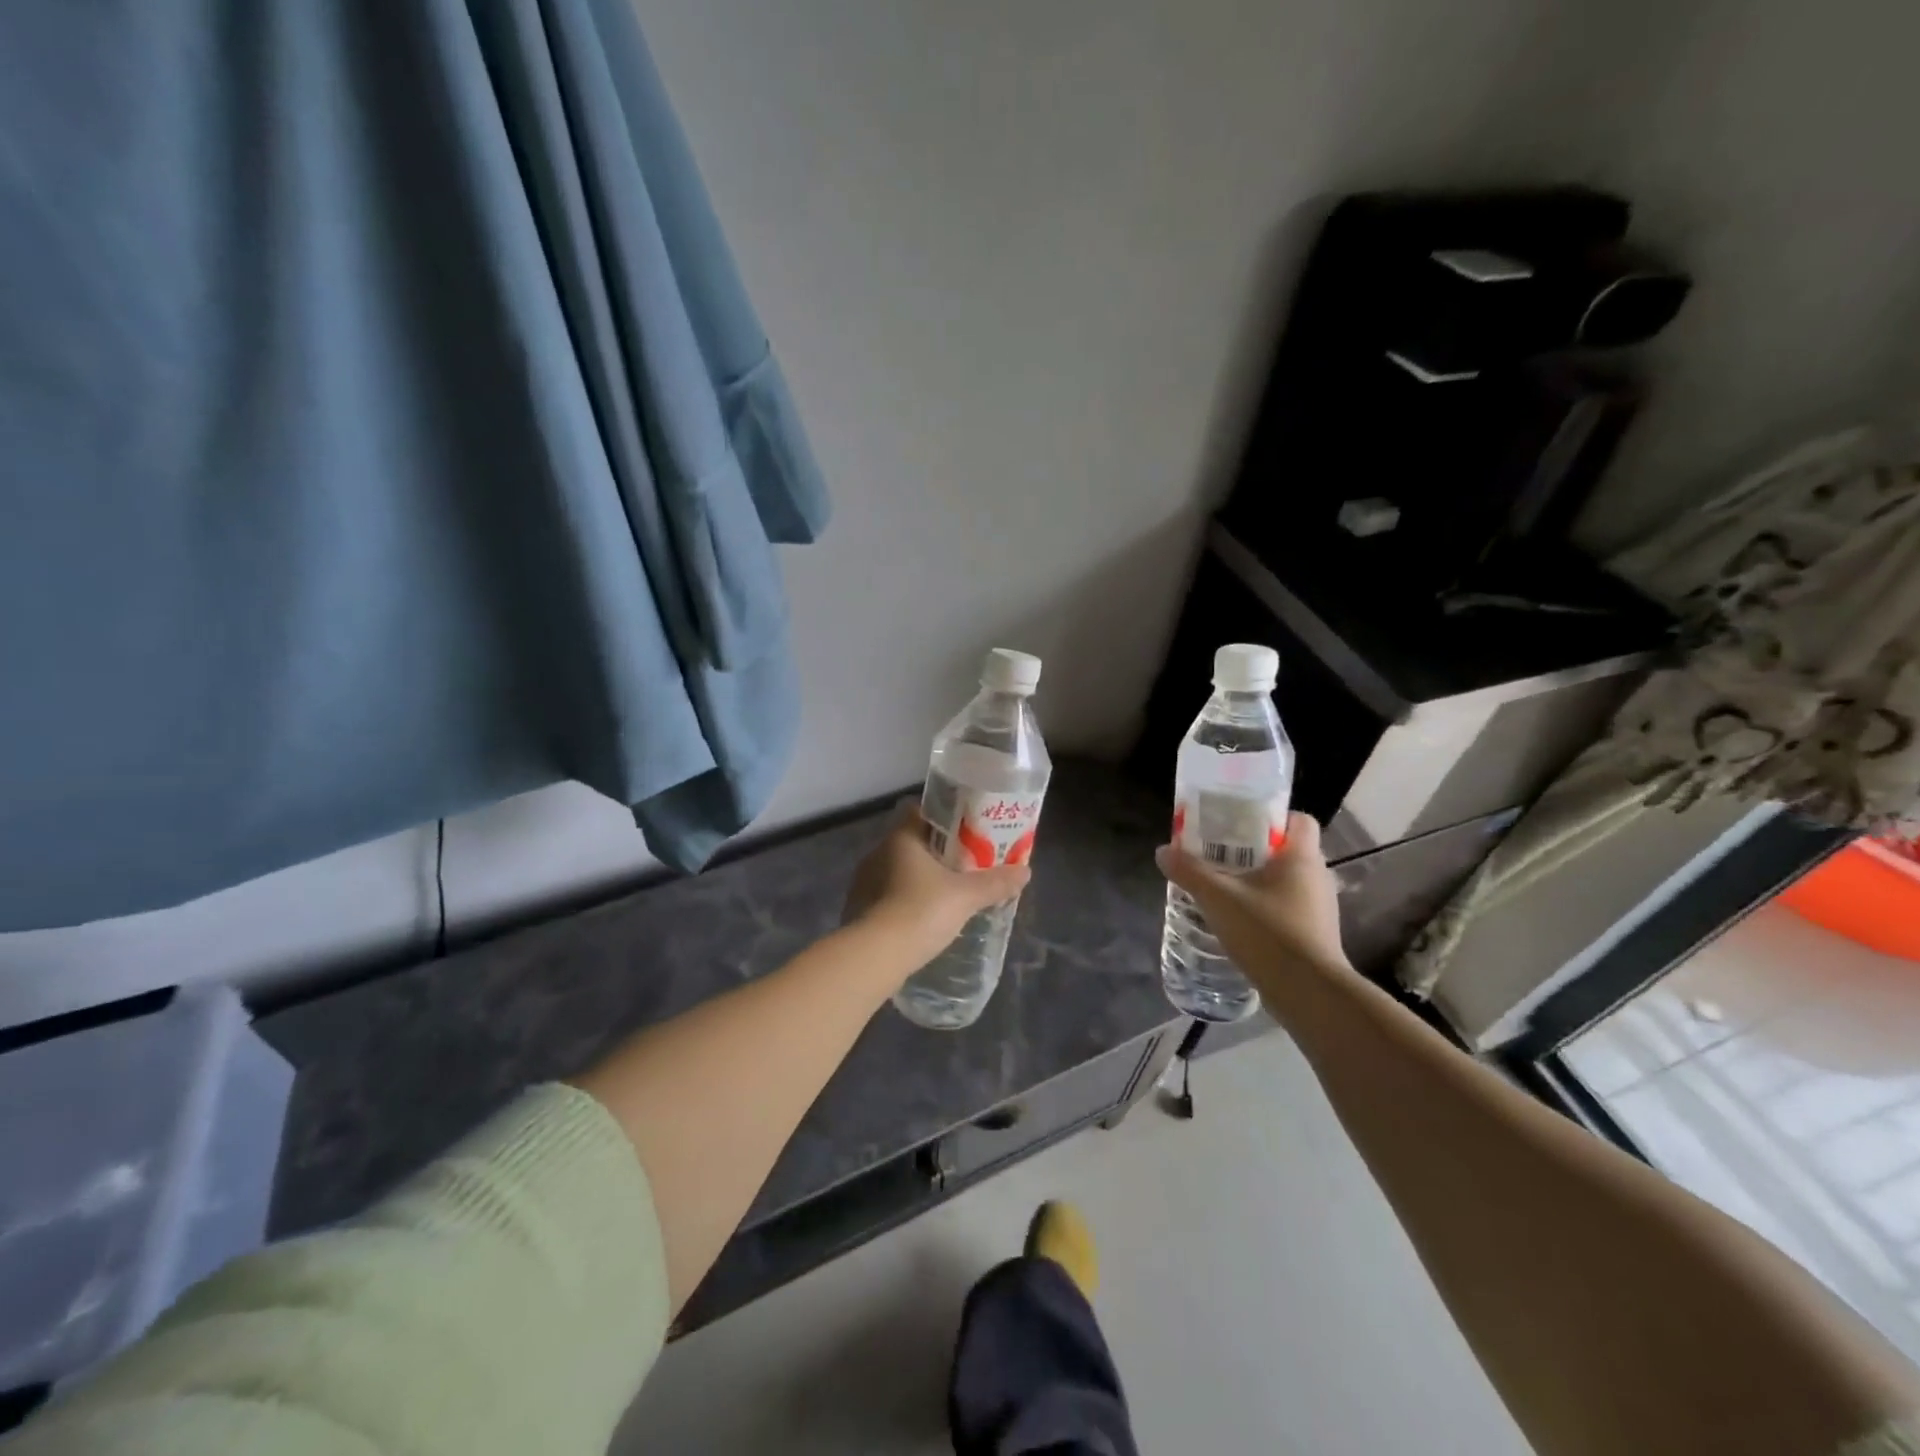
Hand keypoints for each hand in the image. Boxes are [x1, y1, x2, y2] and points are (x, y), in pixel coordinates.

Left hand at [844, 803, 1032, 970]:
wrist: (876, 955)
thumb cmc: (922, 911)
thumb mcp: (966, 896)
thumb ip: (995, 882)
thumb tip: (1025, 871)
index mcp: (901, 838)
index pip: (918, 812)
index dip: (941, 817)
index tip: (963, 829)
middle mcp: (878, 853)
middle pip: (911, 842)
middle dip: (935, 852)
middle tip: (962, 865)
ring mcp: (864, 882)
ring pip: (897, 870)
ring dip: (917, 878)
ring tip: (945, 893)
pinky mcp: (858, 909)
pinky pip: (886, 895)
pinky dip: (903, 901)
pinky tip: (921, 917)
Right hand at [1155, 812, 1352, 1004]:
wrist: (1308, 993)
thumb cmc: (1268, 932)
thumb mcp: (1218, 898)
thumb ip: (1189, 871)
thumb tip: (1163, 851)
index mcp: (1302, 857)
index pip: (1299, 819)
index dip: (1272, 817)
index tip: (1241, 824)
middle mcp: (1318, 877)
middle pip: (1288, 850)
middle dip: (1255, 851)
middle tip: (1220, 855)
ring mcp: (1320, 909)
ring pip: (1288, 882)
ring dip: (1259, 882)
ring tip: (1225, 889)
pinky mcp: (1315, 935)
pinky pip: (1289, 909)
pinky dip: (1266, 908)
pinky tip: (1239, 921)